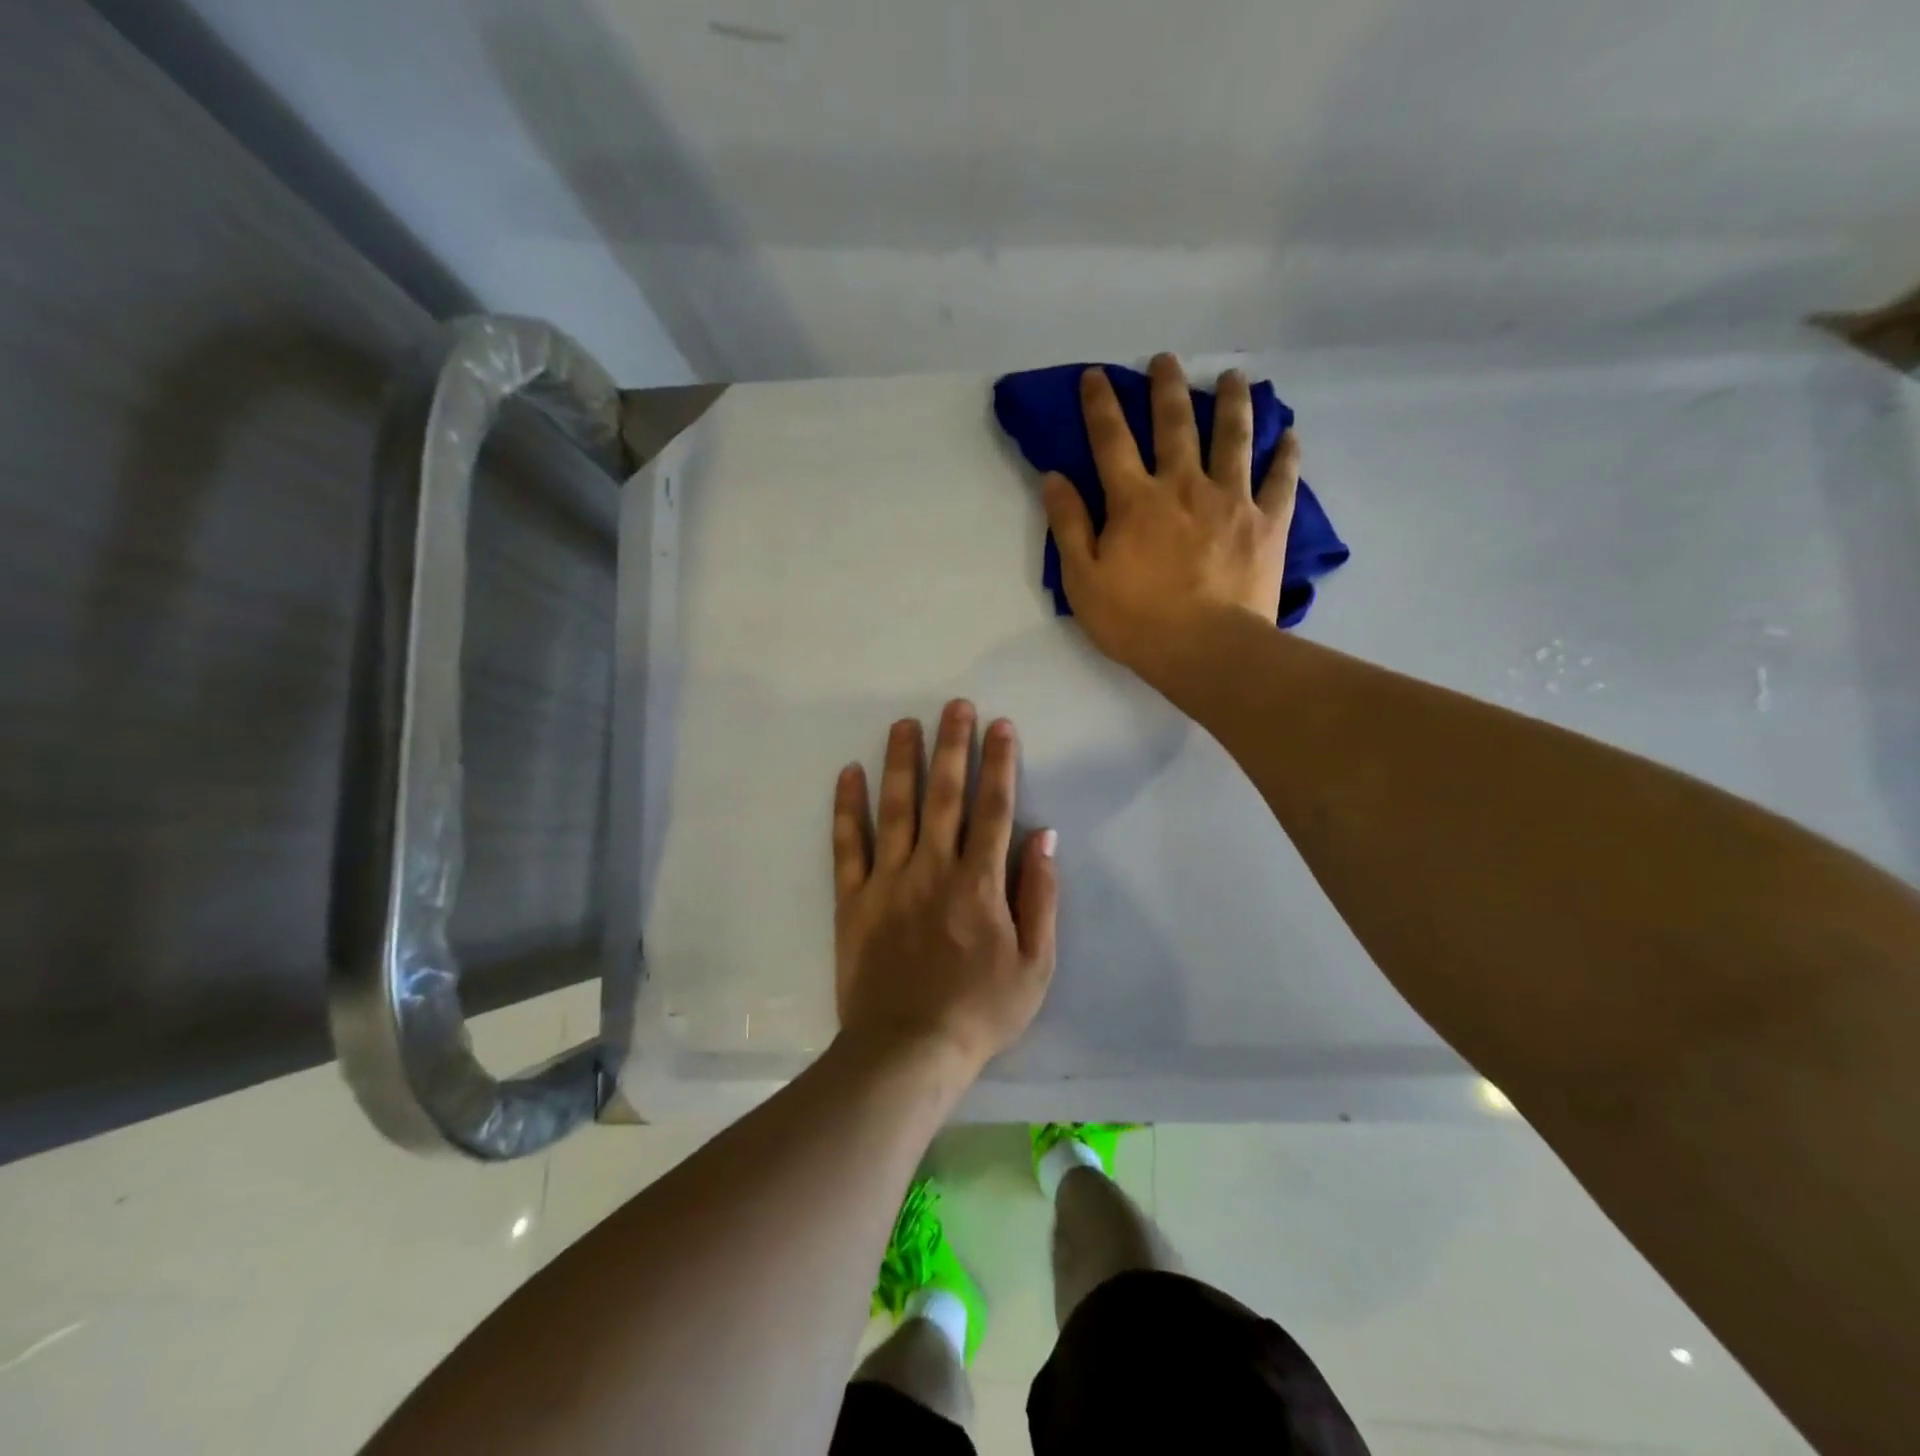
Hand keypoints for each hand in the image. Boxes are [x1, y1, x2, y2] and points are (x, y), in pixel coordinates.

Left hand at [831, 701, 1058, 1079]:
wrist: (908, 1051)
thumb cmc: (980, 1011)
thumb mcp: (1035, 964)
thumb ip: (1041, 896)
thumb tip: (1045, 837)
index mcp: (979, 882)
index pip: (994, 808)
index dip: (1000, 763)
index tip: (1001, 726)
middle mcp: (933, 868)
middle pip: (945, 794)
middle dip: (952, 745)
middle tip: (954, 705)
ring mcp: (888, 880)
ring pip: (896, 807)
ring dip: (901, 761)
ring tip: (903, 723)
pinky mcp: (853, 899)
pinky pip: (847, 844)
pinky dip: (847, 807)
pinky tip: (849, 773)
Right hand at [1042, 352, 1297, 682]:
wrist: (1206, 650)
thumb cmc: (1136, 621)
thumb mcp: (1083, 580)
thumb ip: (1069, 526)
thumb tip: (1054, 477)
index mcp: (1135, 500)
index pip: (1111, 440)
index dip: (1100, 405)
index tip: (1096, 376)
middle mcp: (1184, 486)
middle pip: (1175, 424)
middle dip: (1167, 388)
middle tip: (1167, 360)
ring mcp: (1231, 500)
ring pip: (1233, 437)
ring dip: (1231, 403)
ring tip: (1233, 378)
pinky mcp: (1267, 522)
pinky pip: (1280, 479)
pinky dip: (1285, 454)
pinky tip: (1289, 434)